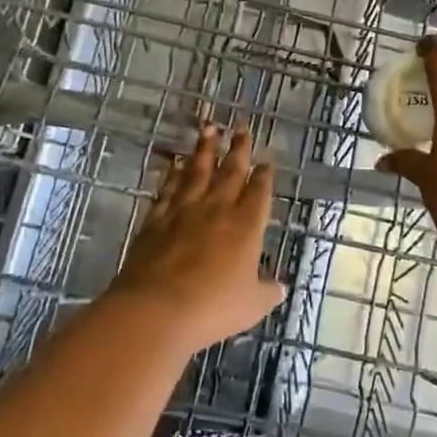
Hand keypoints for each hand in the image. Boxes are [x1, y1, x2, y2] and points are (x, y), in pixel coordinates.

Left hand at [112, 124, 285, 354]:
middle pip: (230, 171)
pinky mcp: (156, 219)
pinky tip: (175, 164)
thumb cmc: (212, 308)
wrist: (156, 308)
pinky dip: (173, 174)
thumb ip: (266, 292)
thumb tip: (280, 287)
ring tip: (209, 128)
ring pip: (198, 171)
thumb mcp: (251, 306)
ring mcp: (184, 210)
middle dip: (238, 149)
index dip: (264, 175)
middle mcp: (217, 208)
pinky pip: (168, 188)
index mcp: (246, 225)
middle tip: (242, 128)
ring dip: (205, 149)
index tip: (266, 161)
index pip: (259, 192)